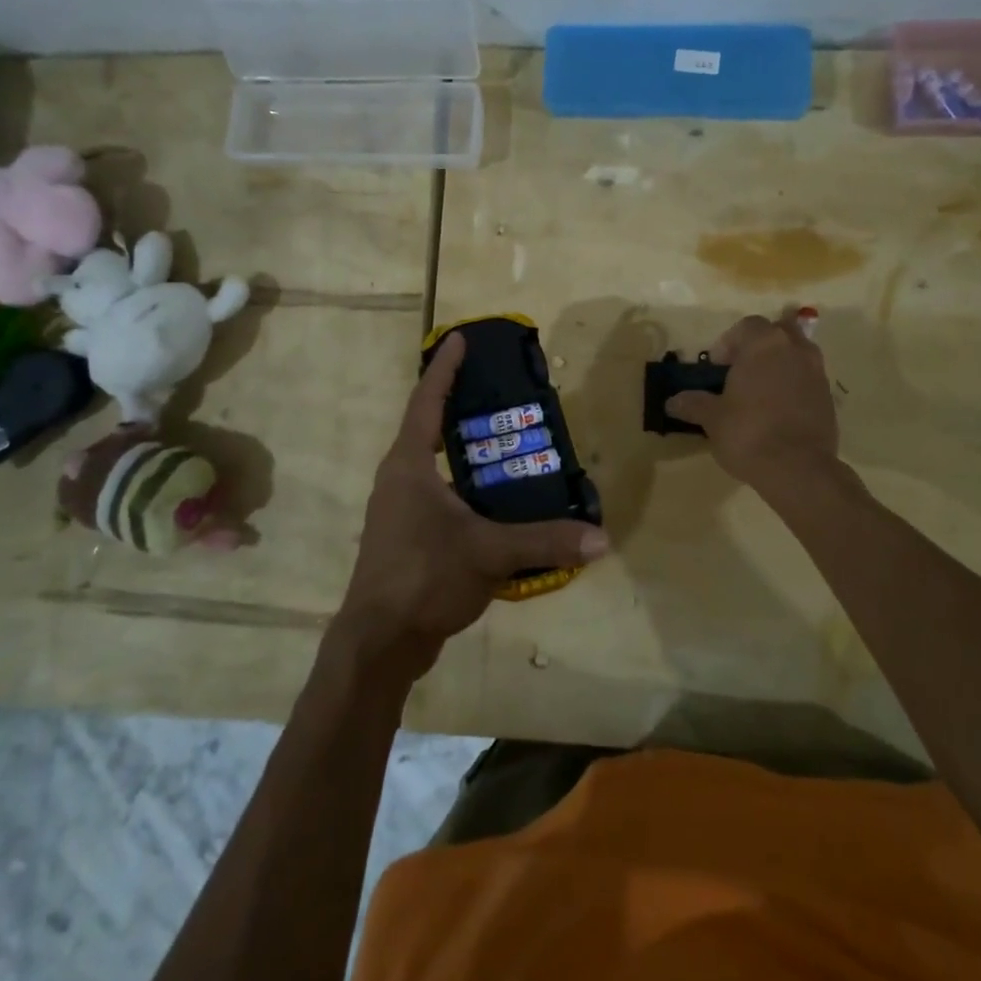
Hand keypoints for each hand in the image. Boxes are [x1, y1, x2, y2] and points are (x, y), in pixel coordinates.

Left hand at [333, 332, 609, 679]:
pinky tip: (498, 500)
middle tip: (501, 389)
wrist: (379, 642)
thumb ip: (545, 541)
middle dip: (462, 405)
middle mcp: (399, 478)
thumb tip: (602, 539)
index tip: (460, 337)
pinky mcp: (407, 536)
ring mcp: (399, 509)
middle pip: (429, 426)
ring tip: (508, 440)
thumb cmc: (424, 577)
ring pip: (435, 464)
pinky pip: (439, 495)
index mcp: (409, 464)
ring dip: (465, 449)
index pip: (427, 400)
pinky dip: (467, 486)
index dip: (444, 367)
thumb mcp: (490, 553)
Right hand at [666, 306, 838, 489]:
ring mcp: (817, 372)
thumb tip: (672, 402)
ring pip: (796, 354)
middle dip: (759, 347)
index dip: (728, 343)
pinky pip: (807, 379)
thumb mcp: (712, 419)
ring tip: (759, 392)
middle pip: (777, 333)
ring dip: (779, 364)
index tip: (716, 367)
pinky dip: (793, 385)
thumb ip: (694, 404)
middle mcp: (795, 349)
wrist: (798, 469)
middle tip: (740, 371)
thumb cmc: (748, 432)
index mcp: (764, 344)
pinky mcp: (829, 397)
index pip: (746, 326)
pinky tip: (778, 411)